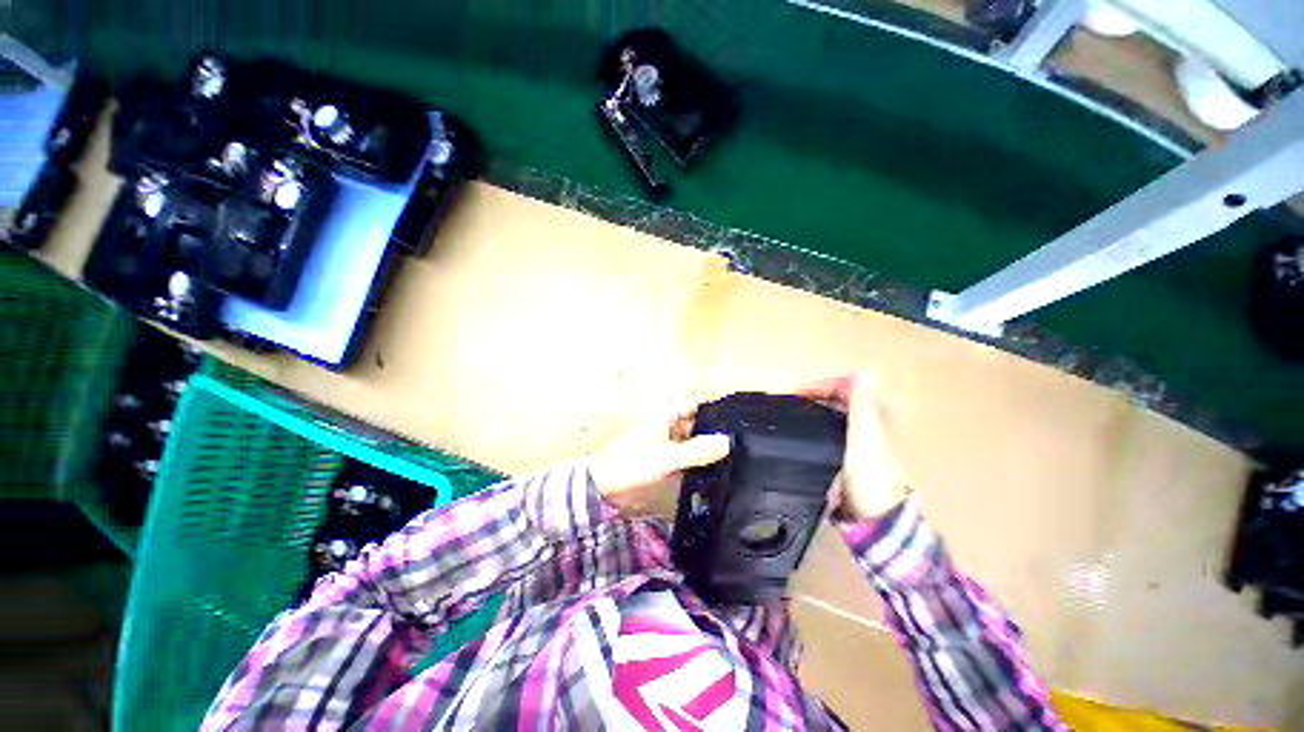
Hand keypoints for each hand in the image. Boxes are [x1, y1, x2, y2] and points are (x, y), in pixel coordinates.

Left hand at [589, 402, 731, 516]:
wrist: (605, 489)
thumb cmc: (631, 464)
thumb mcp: (666, 457)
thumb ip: (696, 450)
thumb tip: (727, 442)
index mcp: (664, 414)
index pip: (696, 407)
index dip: (714, 413)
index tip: (738, 425)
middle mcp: (668, 425)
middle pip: (697, 425)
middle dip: (714, 434)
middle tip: (742, 446)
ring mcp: (667, 443)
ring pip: (693, 442)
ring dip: (707, 450)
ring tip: (736, 459)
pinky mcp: (665, 459)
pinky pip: (687, 457)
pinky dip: (698, 462)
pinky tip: (716, 472)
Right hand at [795, 373, 908, 520]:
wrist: (875, 519)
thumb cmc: (868, 477)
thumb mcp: (864, 439)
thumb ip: (862, 406)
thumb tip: (864, 370)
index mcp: (874, 415)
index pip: (846, 386)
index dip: (820, 385)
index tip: (793, 394)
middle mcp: (868, 422)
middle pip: (837, 398)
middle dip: (812, 395)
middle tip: (786, 403)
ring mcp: (858, 438)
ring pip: (832, 413)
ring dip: (811, 409)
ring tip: (788, 414)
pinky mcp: (848, 453)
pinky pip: (828, 428)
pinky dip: (814, 424)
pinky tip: (800, 432)